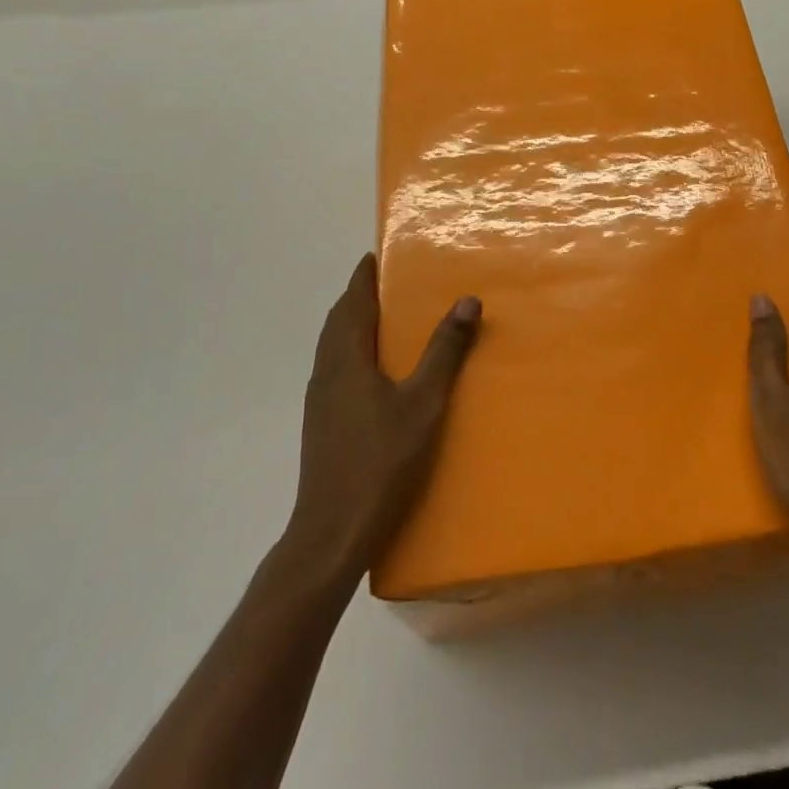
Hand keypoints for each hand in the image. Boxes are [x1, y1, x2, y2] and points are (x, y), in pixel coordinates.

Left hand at [284, 254, 479, 582]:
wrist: (331, 534)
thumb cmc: (380, 461)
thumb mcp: (423, 403)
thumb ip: (445, 350)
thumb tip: (467, 299)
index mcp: (347, 358)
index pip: (353, 301)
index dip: (364, 276)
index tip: (376, 255)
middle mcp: (327, 371)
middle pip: (339, 320)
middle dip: (359, 296)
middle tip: (387, 281)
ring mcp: (320, 399)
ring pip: (334, 345)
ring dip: (353, 323)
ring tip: (384, 318)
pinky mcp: (321, 422)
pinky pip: (336, 367)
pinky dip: (352, 349)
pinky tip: (374, 370)